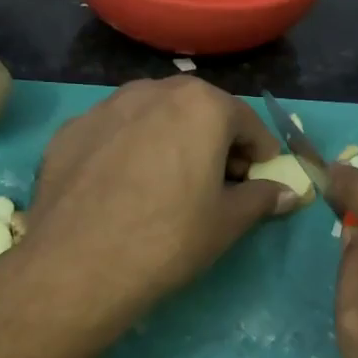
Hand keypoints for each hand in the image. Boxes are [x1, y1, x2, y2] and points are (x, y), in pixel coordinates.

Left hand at [19, 76, 293, 326]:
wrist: (78, 266)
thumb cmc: (169, 239)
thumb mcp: (228, 223)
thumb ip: (262, 198)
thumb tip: (288, 193)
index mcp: (201, 105)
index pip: (247, 122)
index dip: (260, 153)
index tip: (258, 180)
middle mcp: (153, 91)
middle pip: (199, 111)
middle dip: (215, 141)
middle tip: (217, 182)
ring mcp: (105, 107)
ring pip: (153, 117)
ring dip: (171, 140)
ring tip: (168, 183)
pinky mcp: (70, 131)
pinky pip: (115, 133)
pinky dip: (130, 150)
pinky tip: (124, 189)